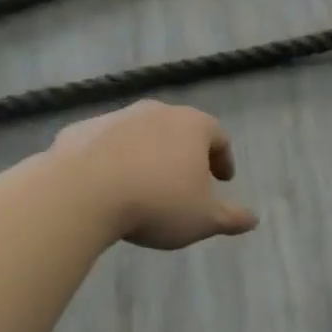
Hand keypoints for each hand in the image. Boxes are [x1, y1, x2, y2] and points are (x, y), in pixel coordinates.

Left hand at [53, 101, 258, 250]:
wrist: (78, 193)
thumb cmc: (156, 202)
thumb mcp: (203, 219)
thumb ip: (231, 217)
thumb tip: (252, 219)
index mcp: (193, 126)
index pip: (218, 137)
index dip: (223, 159)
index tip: (223, 180)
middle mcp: (157, 112)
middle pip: (179, 129)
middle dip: (185, 153)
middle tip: (186, 180)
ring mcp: (116, 117)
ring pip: (140, 134)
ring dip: (147, 154)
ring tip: (144, 184)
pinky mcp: (80, 131)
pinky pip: (103, 144)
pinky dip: (111, 159)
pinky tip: (106, 185)